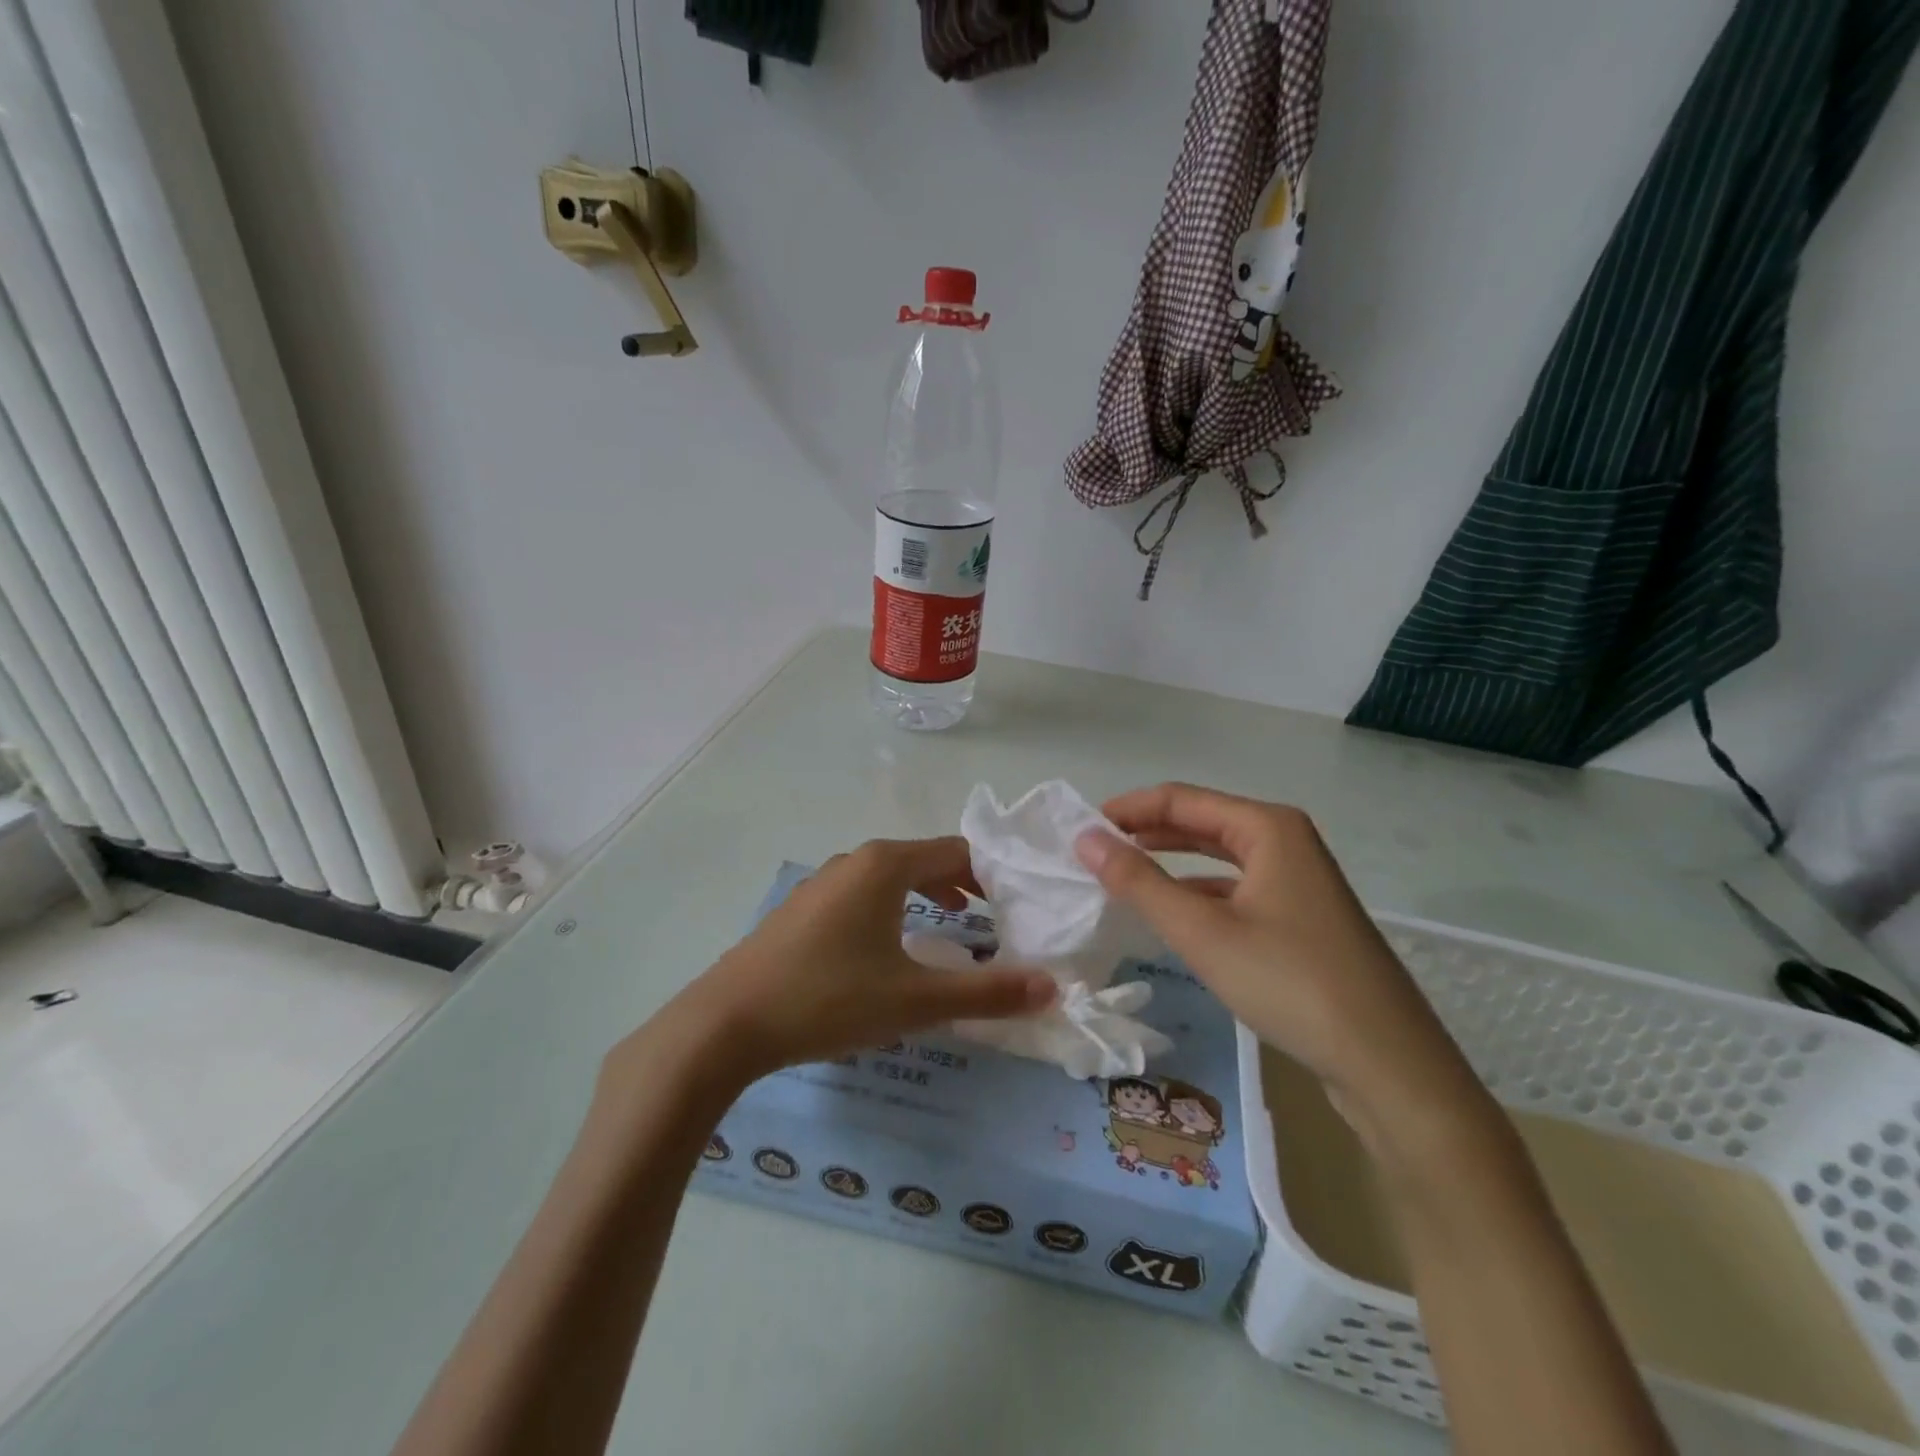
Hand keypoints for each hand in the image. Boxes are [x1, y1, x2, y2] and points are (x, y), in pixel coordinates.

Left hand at [661, 838, 1055, 1085]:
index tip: (1020, 904)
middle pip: (925, 860)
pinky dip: (894, 910)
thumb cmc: (829, 998)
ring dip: (928, 897)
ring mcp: (822, 884)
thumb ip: (987, 993)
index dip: (994, 874)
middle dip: (964, 885)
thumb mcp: (916, 1000)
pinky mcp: (802, 910)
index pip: (957, 851)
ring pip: (891, 879)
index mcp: (885, 865)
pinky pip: (863, 897)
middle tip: (997, 917)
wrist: (725, 1023)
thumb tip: (1053, 988)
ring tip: (955, 926)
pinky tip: (892, 949)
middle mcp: (854, 862)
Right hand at [1075, 784, 1481, 1130]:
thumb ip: (1139, 881)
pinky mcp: (1302, 918)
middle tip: (1094, 852)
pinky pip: (1237, 889)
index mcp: (1268, 827)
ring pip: (1220, 858)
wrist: (1389, 1065)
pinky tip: (1172, 915)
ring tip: (1121, 877)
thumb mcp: (1202, 931)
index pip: (1180, 799)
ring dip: (1171, 864)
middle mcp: (1287, 842)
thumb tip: (1085, 838)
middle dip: (1147, 833)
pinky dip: (1199, 894)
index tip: (1081, 830)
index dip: (1128, 809)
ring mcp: (1299, 881)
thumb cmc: (1290, 983)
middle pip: (1202, 822)